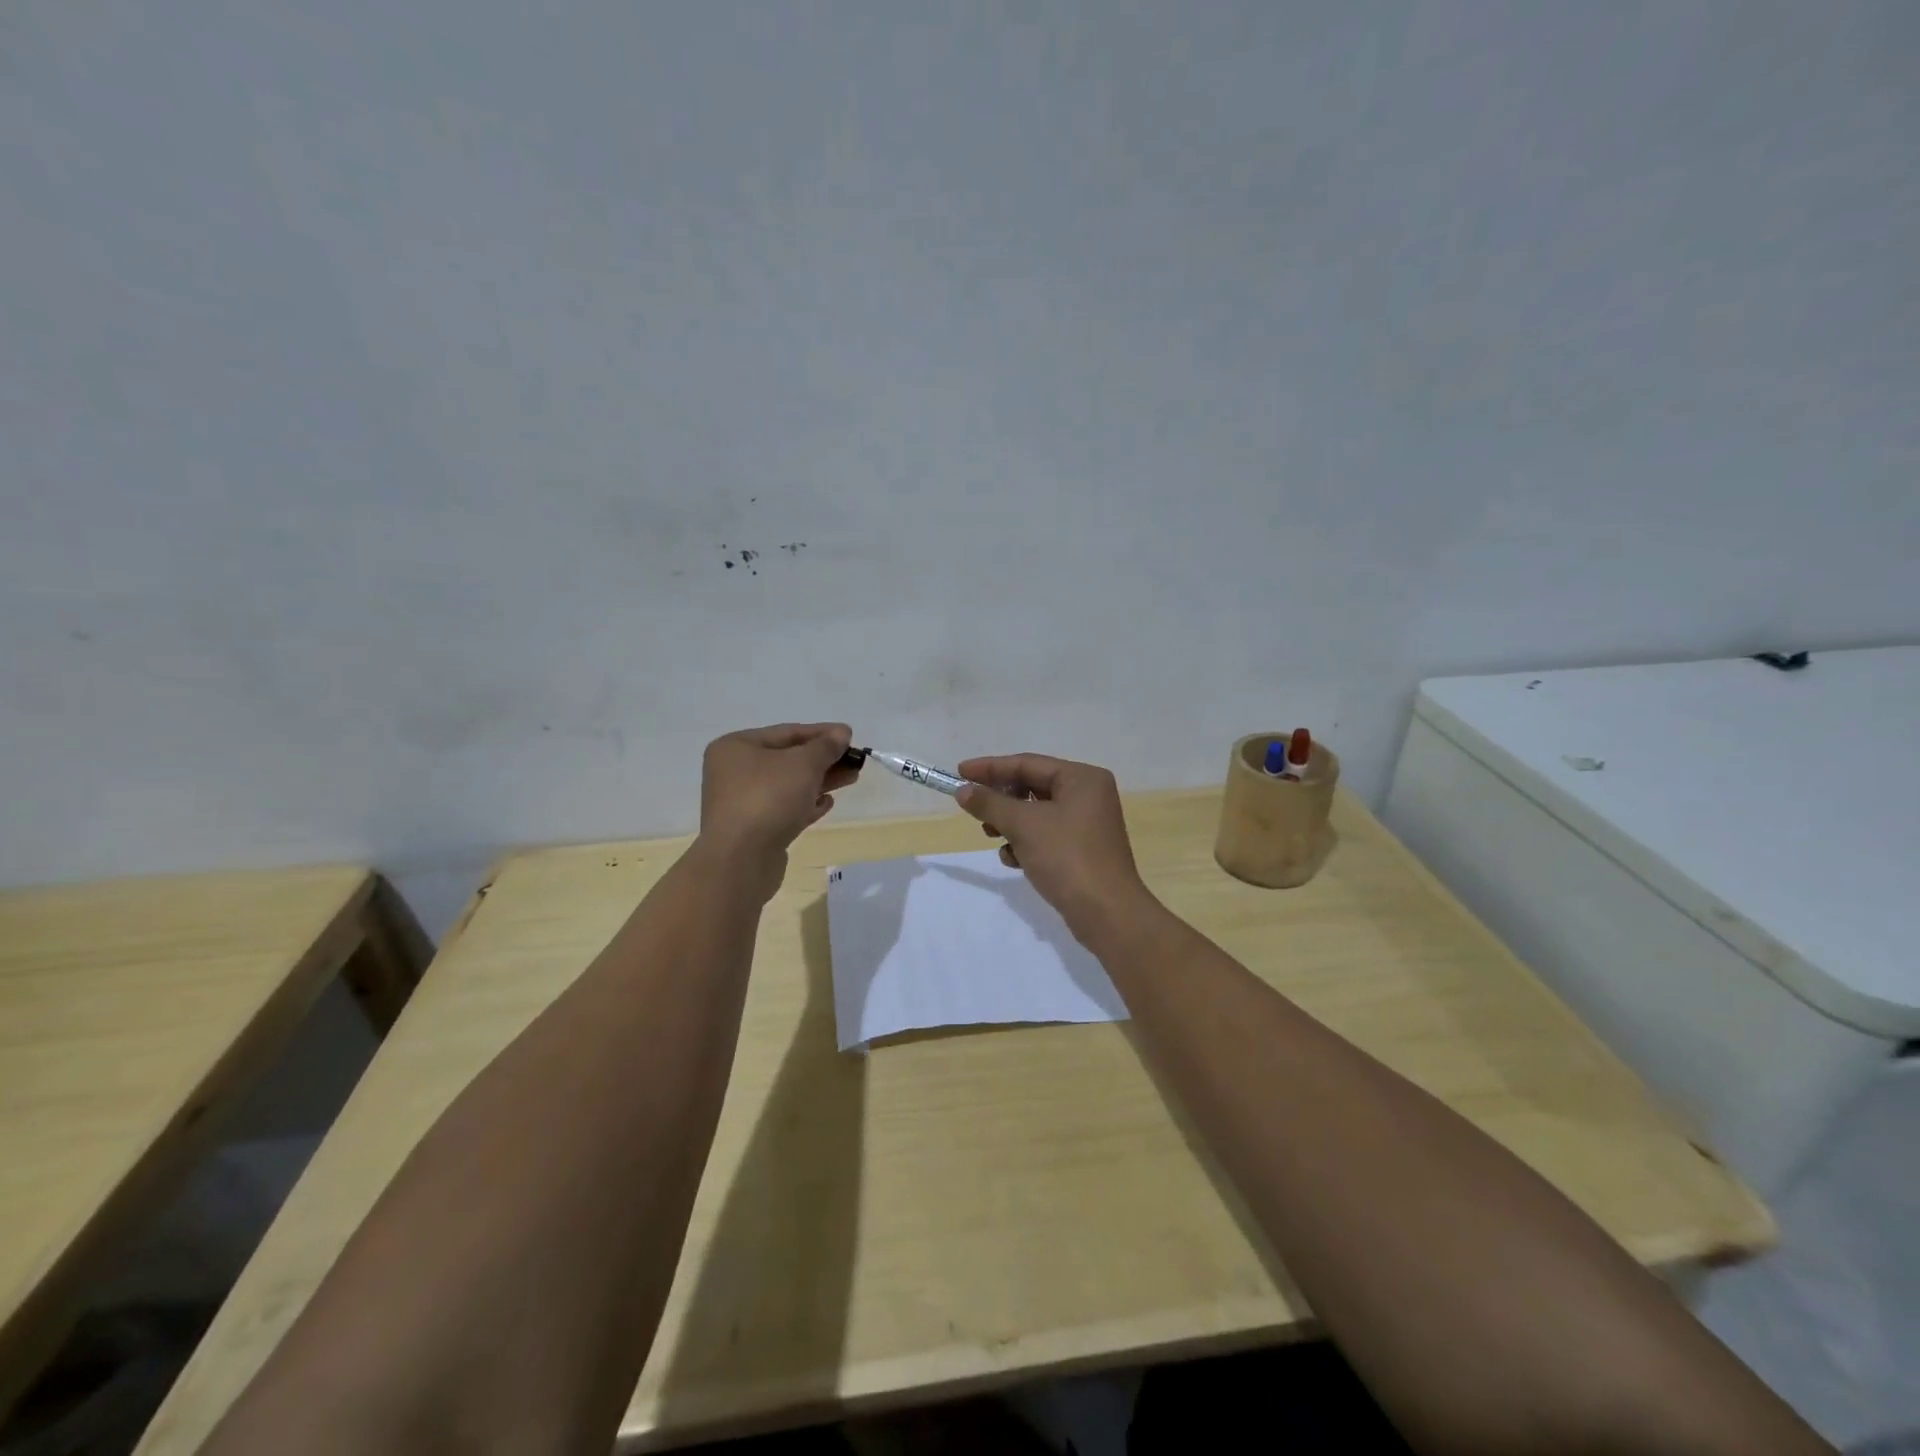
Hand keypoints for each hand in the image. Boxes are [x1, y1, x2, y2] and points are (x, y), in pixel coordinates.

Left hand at [698, 723, 859, 889]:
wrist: (741, 860)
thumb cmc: (769, 798)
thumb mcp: (803, 764)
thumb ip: (825, 747)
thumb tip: (842, 734)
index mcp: (736, 747)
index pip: (787, 732)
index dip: (822, 733)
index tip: (851, 736)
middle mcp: (734, 772)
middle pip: (788, 759)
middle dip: (824, 759)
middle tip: (855, 761)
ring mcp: (742, 803)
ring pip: (788, 785)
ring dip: (820, 781)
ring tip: (851, 779)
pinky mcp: (753, 830)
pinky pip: (784, 809)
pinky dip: (805, 804)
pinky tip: (827, 803)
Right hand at [954, 753, 1156, 939]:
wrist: (1106, 913)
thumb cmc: (1066, 857)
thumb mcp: (1023, 825)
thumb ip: (990, 803)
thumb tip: (963, 791)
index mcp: (1082, 778)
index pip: (1027, 763)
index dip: (990, 768)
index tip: (958, 773)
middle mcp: (1088, 795)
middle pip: (1032, 787)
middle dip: (1001, 800)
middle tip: (973, 809)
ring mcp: (1087, 824)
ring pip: (1036, 814)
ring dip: (1010, 823)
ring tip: (991, 835)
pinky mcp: (1082, 850)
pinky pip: (1046, 836)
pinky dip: (1026, 843)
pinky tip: (1013, 859)